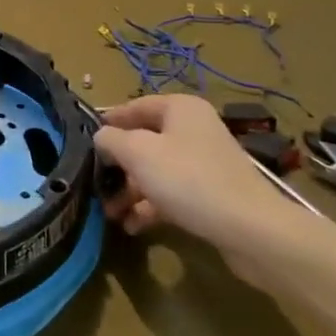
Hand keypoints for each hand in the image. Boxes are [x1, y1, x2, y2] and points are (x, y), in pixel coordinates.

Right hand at [94, 96, 316, 276]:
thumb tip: (101, 137)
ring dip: (131, 190)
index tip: (84, 141)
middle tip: (95, 183)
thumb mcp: (138, 153)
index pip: (134, 106)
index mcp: (180, 109)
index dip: (108, 122)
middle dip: (118, 165)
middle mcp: (193, 129)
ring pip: (156, 170)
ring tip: (110, 213)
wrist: (251, 229)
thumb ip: (111, 140)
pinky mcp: (211, 194)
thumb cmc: (188, 179)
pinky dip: (151, 206)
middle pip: (144, 141)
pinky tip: (133, 226)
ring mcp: (204, 163)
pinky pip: (172, 193)